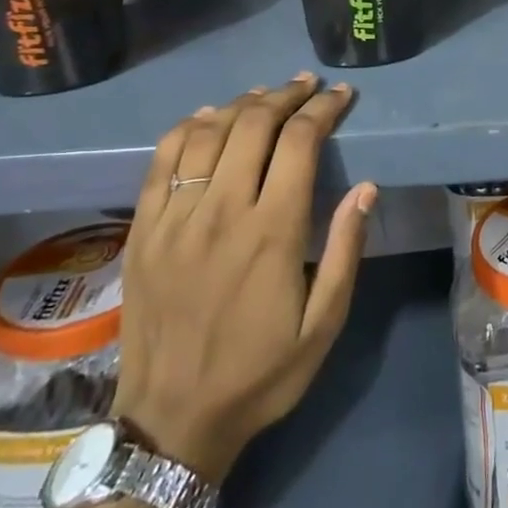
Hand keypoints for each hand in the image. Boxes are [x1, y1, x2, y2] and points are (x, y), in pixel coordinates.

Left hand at [112, 74, 375, 483]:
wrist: (172, 422)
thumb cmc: (260, 373)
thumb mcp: (324, 324)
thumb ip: (344, 250)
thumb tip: (365, 188)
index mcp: (271, 232)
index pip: (299, 142)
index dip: (323, 109)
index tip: (341, 95)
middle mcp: (220, 213)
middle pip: (252, 125)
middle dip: (286, 95)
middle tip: (308, 86)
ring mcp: (174, 220)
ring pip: (206, 133)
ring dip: (241, 104)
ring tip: (265, 95)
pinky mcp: (142, 232)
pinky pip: (161, 161)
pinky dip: (187, 128)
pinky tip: (207, 118)